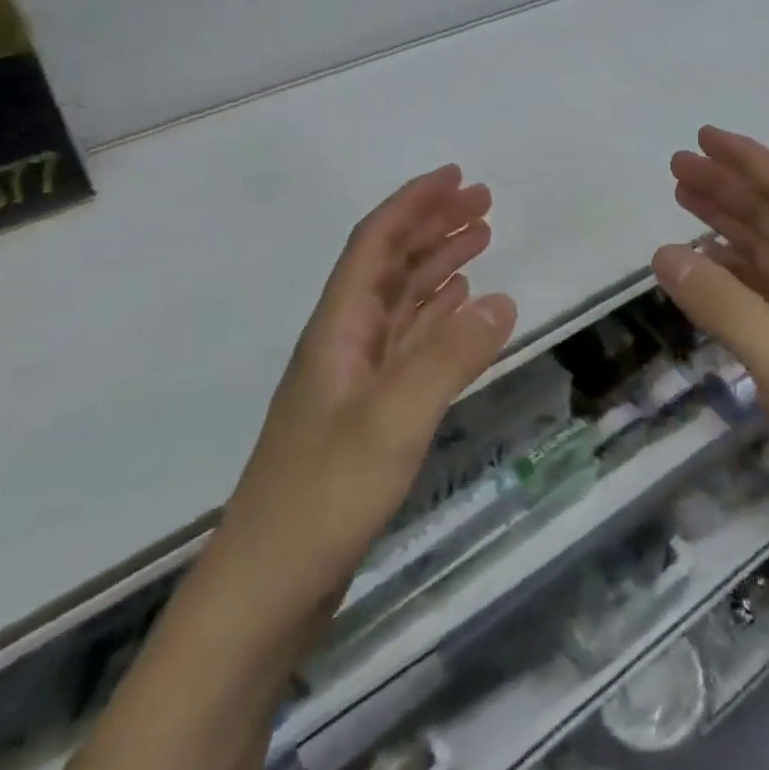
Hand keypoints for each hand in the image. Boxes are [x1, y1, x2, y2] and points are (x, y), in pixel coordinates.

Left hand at [219, 165, 517, 614]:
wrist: (264, 592)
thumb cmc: (322, 499)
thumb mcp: (393, 422)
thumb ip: (449, 358)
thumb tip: (503, 298)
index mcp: (338, 329)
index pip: (375, 244)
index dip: (413, 204)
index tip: (456, 177)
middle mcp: (344, 342)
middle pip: (389, 264)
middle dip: (433, 225)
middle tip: (484, 202)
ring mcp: (353, 380)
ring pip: (401, 301)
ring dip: (437, 264)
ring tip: (481, 239)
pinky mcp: (366, 414)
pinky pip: (408, 342)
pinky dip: (436, 315)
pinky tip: (458, 308)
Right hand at [653, 127, 768, 519]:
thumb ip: (720, 301)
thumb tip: (663, 253)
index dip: (746, 160)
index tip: (703, 138)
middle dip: (729, 189)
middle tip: (677, 169)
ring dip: (729, 228)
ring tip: (685, 207)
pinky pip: (767, 295)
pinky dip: (735, 277)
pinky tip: (707, 274)